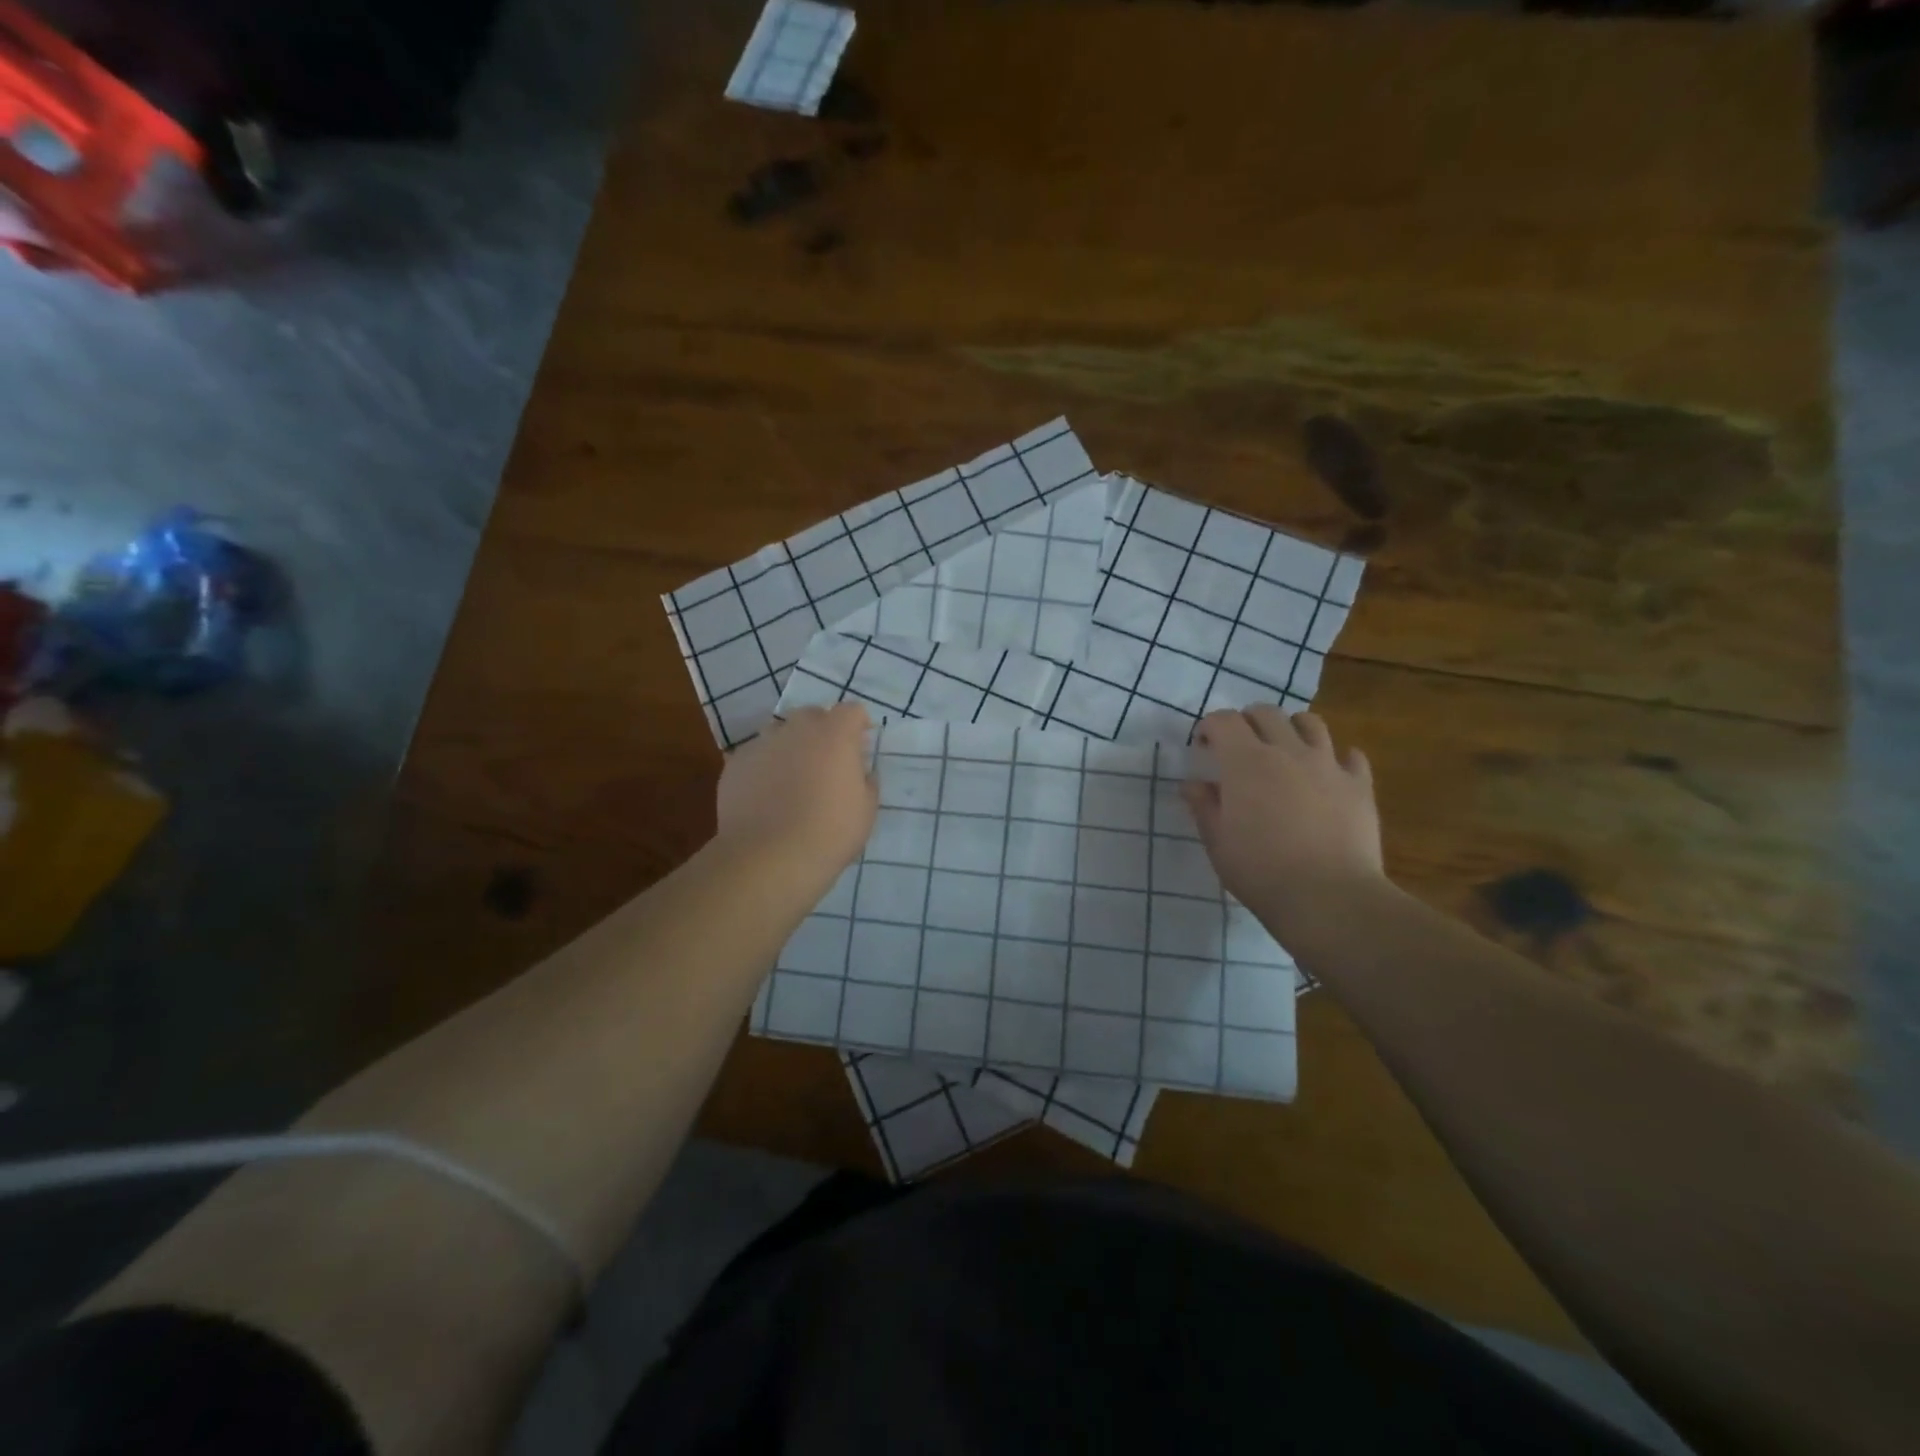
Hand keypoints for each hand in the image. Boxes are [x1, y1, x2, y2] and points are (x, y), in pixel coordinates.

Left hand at [716, 703, 877, 877]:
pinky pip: (756, 756)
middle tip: (826, 763)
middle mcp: (797, 729)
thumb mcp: (866, 810)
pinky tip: (766, 797)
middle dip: (822, 732)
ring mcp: (762, 743)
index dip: (858, 725)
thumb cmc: (830, 832)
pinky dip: (764, 768)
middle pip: (812, 716)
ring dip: (790, 747)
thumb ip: (865, 781)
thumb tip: (858, 772)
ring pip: (780, 733)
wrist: (770, 857)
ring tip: (792, 780)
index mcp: (835, 734)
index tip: (860, 747)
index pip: (852, 711)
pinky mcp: (735, 763)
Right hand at [1183, 707, 1385, 922]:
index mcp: (1245, 762)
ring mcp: (1328, 765)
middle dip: (1247, 721)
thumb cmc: (1260, 871)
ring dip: (1292, 729)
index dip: (1209, 727)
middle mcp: (1287, 751)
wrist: (1329, 898)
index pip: (1223, 720)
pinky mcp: (1359, 785)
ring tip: (1285, 751)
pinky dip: (1336, 759)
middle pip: (1266, 713)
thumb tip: (1193, 784)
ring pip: (1311, 723)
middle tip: (1240, 747)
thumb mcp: (1218, 843)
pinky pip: (1351, 756)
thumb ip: (1204, 806)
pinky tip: (1328, 776)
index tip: (1204, 748)